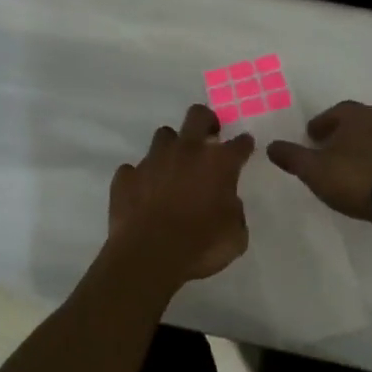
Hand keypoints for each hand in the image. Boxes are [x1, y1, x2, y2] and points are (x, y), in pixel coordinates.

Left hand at [107, 105, 255, 287]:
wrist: (148, 255)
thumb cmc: (200, 246)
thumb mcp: (235, 237)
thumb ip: (235, 212)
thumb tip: (228, 202)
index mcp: (218, 163)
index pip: (239, 143)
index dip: (243, 144)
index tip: (244, 147)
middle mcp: (186, 151)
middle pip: (197, 116)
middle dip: (206, 121)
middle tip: (209, 136)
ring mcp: (153, 159)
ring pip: (164, 136)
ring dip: (172, 148)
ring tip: (173, 167)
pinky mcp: (127, 175)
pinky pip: (135, 168)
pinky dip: (141, 178)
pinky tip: (144, 192)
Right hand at [267, 100, 371, 222]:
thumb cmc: (354, 177)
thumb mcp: (313, 169)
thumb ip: (291, 156)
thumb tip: (271, 146)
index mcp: (358, 116)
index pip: (337, 111)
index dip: (322, 123)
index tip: (311, 138)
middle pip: (358, 124)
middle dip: (342, 135)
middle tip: (327, 150)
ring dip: (361, 151)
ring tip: (347, 169)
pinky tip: (367, 183)